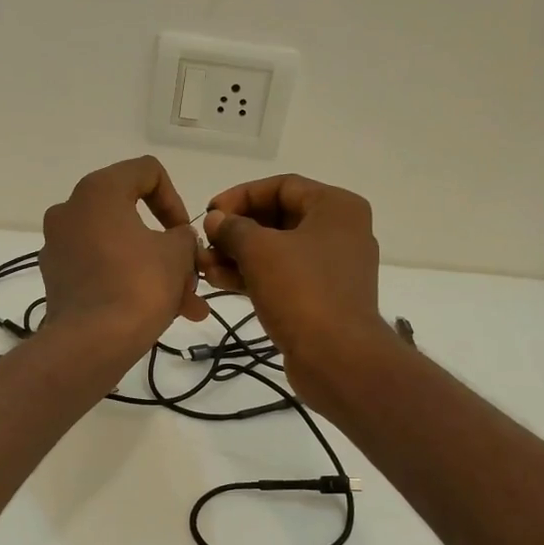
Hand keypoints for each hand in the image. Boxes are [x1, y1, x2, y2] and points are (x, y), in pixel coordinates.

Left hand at [39, 157, 207, 354]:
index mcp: (97, 191)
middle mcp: (70, 210)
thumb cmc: (138, 285)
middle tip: (193, 275)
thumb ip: (184, 236)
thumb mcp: (177, 254)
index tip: (185, 234)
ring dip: (155, 271)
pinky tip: (158, 314)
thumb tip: (177, 240)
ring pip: (120, 249)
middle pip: (132, 216)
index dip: (175, 200)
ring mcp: (59, 246)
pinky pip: (102, 270)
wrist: (90, 343)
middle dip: (169, 248)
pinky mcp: (57, 278)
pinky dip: (128, 283)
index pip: (146, 172)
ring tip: (187, 306)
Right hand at [200, 174, 387, 406]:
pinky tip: (219, 281)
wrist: (338, 358)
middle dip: (236, 230)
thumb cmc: (302, 291)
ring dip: (238, 254)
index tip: (209, 213)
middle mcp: (339, 231)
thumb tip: (215, 219)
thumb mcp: (260, 251)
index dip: (241, 195)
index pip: (281, 185)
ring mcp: (331, 266)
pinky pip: (282, 275)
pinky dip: (253, 275)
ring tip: (203, 265)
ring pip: (277, 249)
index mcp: (336, 207)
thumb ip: (233, 228)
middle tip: (204, 242)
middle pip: (278, 217)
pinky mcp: (321, 296)